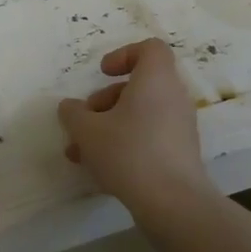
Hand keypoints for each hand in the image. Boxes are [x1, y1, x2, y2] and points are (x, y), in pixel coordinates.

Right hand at [57, 39, 213, 214]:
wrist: (173, 202)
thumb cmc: (129, 152)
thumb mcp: (88, 131)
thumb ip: (73, 114)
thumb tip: (69, 107)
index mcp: (156, 79)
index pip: (150, 49)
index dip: (124, 55)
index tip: (103, 73)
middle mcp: (173, 97)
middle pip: (139, 85)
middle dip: (106, 101)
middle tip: (84, 121)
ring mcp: (180, 126)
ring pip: (141, 114)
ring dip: (109, 127)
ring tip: (81, 153)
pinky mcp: (181, 153)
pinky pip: (150, 137)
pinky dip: (126, 144)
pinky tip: (101, 169)